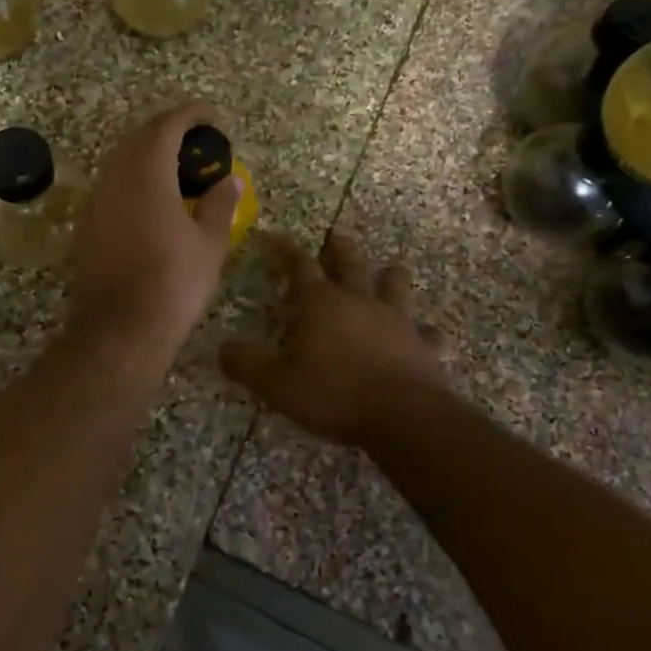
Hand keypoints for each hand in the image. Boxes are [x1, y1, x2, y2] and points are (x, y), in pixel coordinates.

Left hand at [69, 102, 240, 354]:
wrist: (121, 328)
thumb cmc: (173, 283)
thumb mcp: (209, 244)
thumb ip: (219, 205)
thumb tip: (230, 181)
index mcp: (147, 174)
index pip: (166, 126)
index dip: (189, 115)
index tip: (210, 116)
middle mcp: (115, 178)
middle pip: (138, 137)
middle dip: (167, 130)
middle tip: (195, 141)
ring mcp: (96, 201)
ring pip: (120, 160)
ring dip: (146, 153)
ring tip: (175, 166)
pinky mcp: (86, 224)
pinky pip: (110, 184)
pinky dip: (132, 178)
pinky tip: (150, 198)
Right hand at [221, 230, 444, 445]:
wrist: (401, 415)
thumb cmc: (332, 393)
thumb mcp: (275, 383)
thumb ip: (246, 363)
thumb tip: (222, 349)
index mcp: (320, 303)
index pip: (297, 265)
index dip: (283, 248)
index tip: (271, 236)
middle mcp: (358, 301)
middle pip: (349, 264)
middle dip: (339, 248)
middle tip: (336, 236)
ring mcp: (396, 320)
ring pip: (395, 286)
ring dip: (390, 277)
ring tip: (390, 271)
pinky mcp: (422, 345)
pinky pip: (428, 333)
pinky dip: (425, 332)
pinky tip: (428, 335)